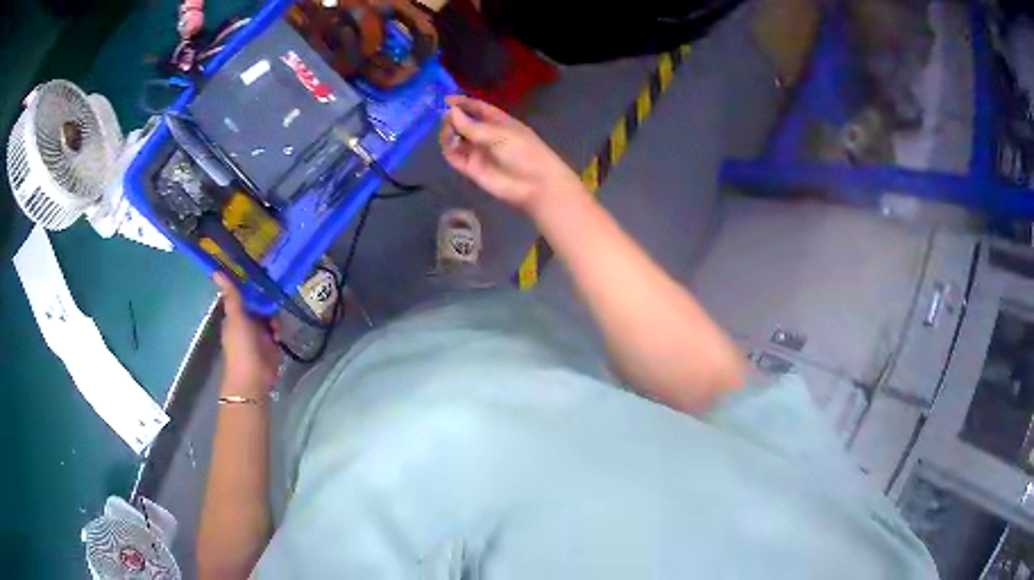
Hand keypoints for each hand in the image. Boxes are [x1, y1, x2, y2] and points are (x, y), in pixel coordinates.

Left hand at [214, 273, 280, 393]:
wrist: (253, 378)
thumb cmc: (241, 347)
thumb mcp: (236, 317)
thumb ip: (231, 295)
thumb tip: (215, 270)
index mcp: (235, 315)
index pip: (244, 295)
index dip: (252, 286)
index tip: (262, 276)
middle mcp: (247, 322)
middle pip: (259, 304)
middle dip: (267, 302)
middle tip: (273, 300)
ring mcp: (259, 334)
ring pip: (270, 316)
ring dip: (274, 318)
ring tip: (274, 325)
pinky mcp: (271, 345)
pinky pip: (277, 330)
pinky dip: (279, 330)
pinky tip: (278, 335)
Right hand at [441, 95, 583, 211]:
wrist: (534, 184)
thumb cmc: (523, 152)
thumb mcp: (499, 133)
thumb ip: (472, 125)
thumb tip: (450, 111)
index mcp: (498, 122)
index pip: (477, 108)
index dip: (462, 103)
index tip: (446, 99)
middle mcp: (485, 135)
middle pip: (463, 123)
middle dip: (452, 118)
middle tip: (444, 116)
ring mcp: (477, 152)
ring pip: (455, 139)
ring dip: (448, 133)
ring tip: (449, 130)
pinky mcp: (471, 169)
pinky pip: (454, 156)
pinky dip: (449, 149)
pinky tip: (450, 143)